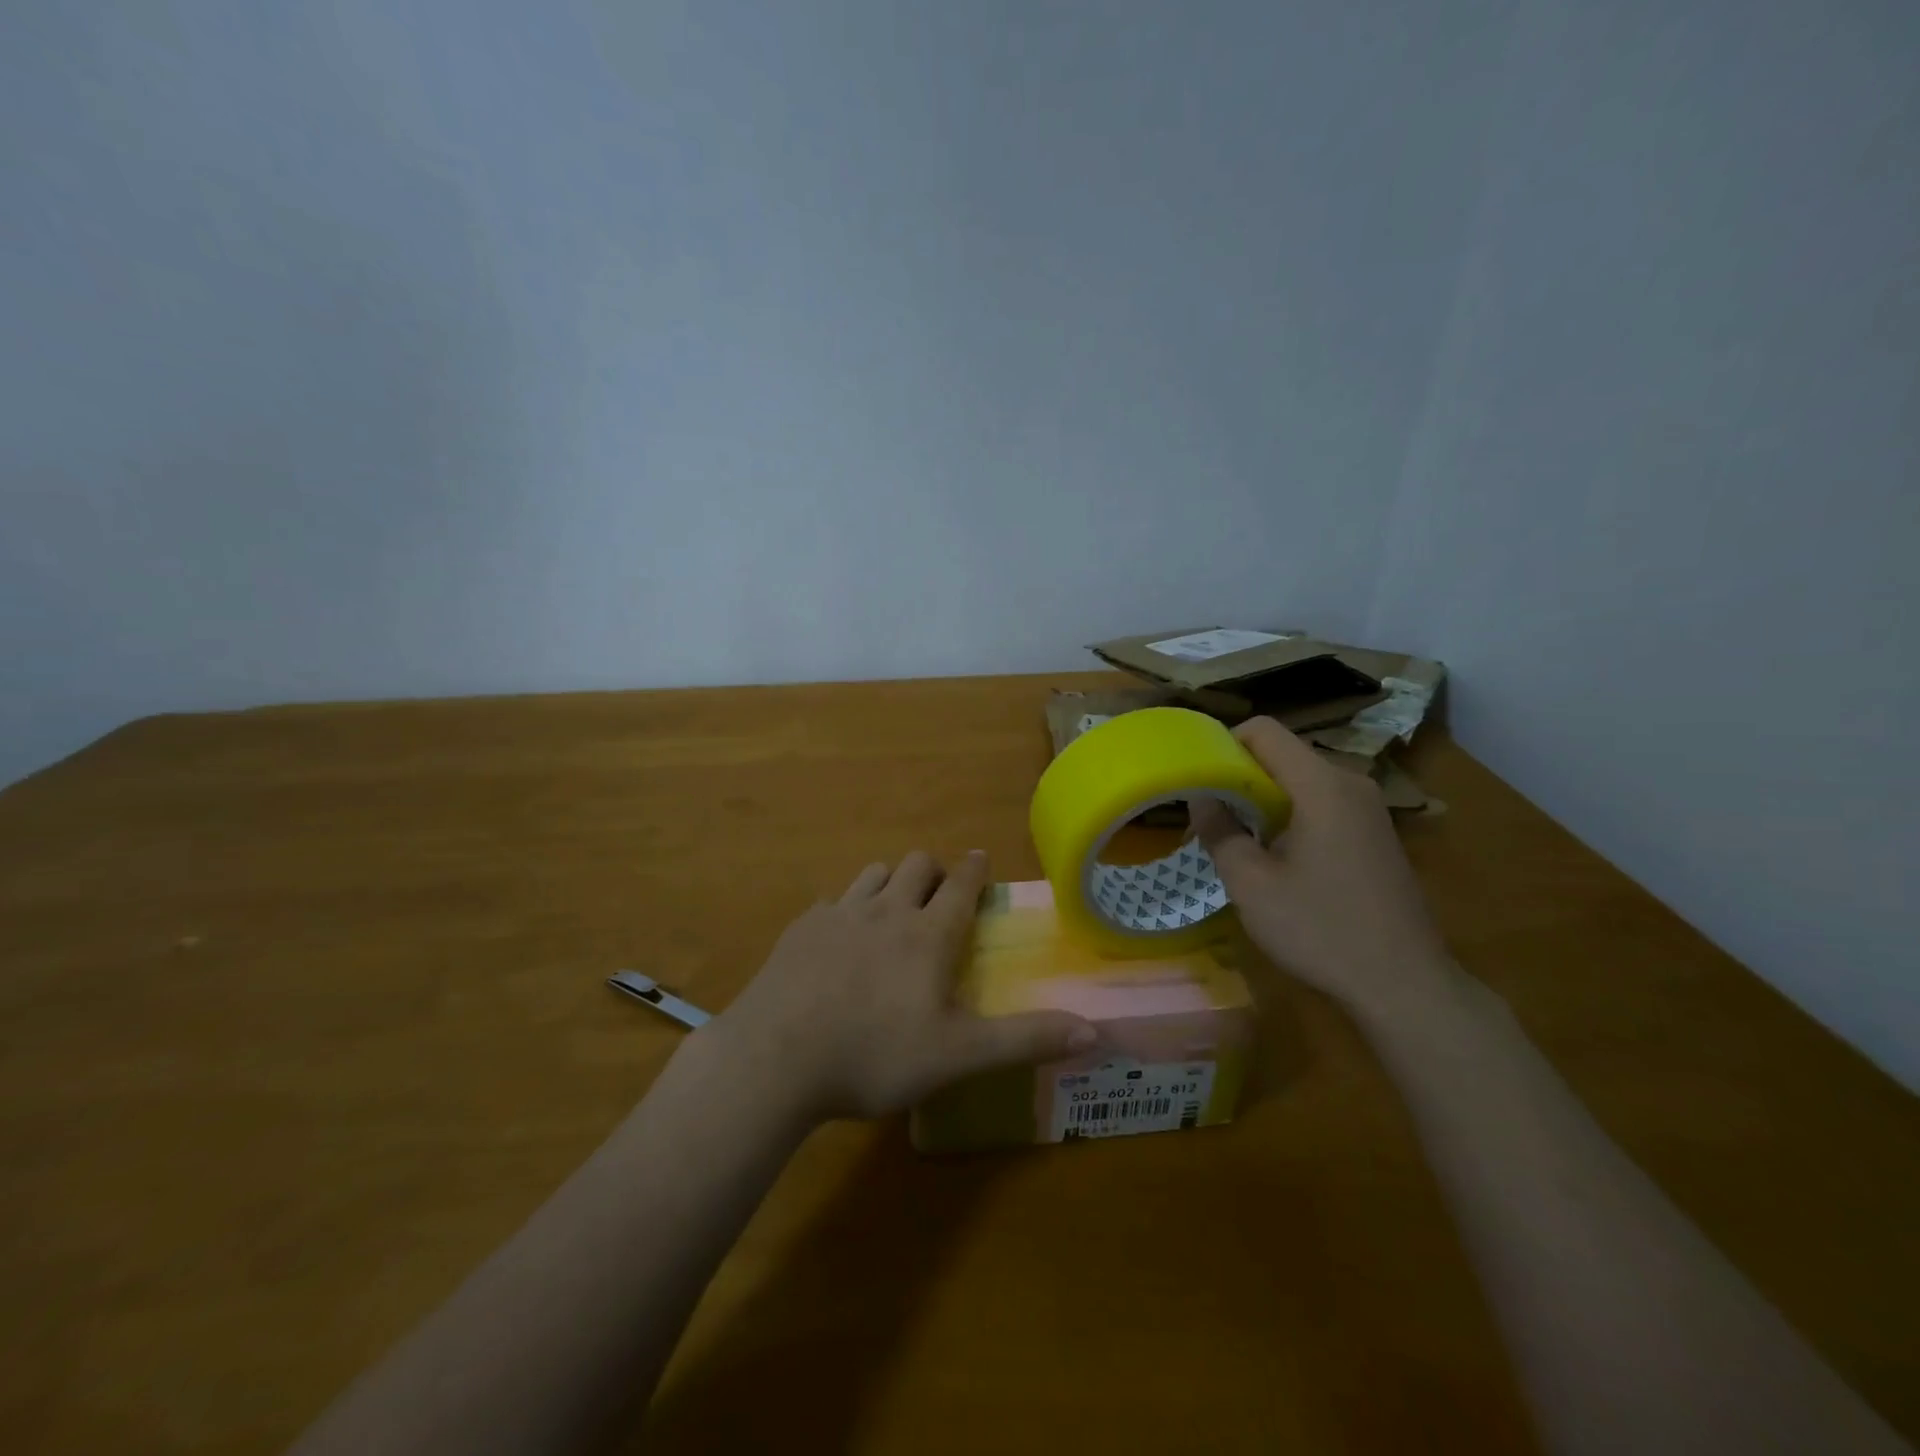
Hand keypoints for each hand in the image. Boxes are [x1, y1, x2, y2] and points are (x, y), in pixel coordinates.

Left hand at [708, 850, 1098, 1121]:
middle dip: (934, 871)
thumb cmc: (874, 1055)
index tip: (980, 859)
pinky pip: (832, 902)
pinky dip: (846, 909)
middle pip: (917, 865)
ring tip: (893, 910)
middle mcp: (886, 910)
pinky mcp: (801, 929)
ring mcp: (839, 914)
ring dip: (891, 882)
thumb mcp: (958, 1056)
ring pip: (874, 874)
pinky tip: (838, 940)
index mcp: (928, 934)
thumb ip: (1025, 1040)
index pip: (961, 884)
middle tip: (940, 895)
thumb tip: (1094, 1030)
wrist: (775, 1058)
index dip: (975, 869)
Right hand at [1191, 717, 1455, 1018]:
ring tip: (1239, 839)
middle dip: (1240, 776)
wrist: (1404, 984)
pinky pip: (1322, 803)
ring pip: (1301, 780)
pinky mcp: (1376, 833)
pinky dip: (1291, 815)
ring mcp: (1369, 808)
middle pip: (1282, 754)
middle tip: (1210, 816)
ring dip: (1264, 799)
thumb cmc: (1320, 929)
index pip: (1264, 731)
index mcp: (1321, 785)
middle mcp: (1350, 783)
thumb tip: (1201, 797)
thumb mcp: (1251, 884)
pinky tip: (1279, 858)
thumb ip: (1220, 831)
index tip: (1198, 778)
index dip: (1223, 743)